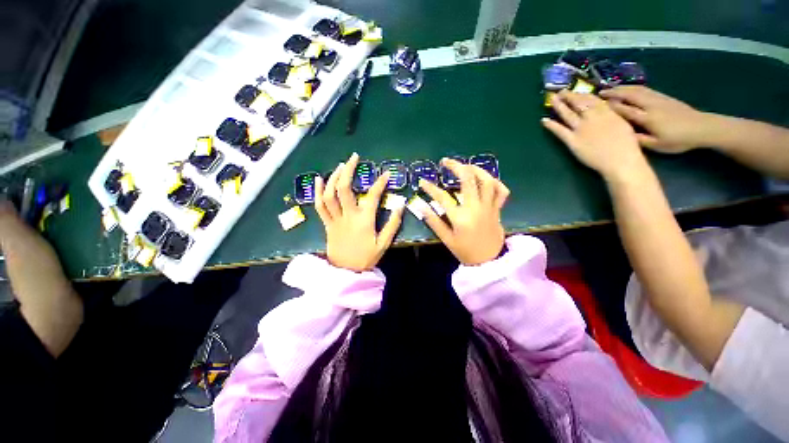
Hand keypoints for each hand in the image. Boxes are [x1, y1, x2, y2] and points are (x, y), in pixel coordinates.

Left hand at [315, 153, 403, 271]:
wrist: (346, 272)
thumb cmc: (366, 258)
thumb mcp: (384, 244)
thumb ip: (392, 224)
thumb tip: (400, 206)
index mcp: (364, 220)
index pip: (373, 196)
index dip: (380, 183)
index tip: (385, 174)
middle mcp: (348, 216)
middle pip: (344, 188)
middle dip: (348, 170)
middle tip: (354, 157)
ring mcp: (335, 219)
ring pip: (330, 194)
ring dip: (334, 177)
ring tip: (340, 166)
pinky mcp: (326, 223)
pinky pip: (319, 206)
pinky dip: (317, 192)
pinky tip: (319, 179)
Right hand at [418, 159, 508, 264]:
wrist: (489, 262)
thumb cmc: (465, 251)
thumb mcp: (446, 238)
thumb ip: (433, 221)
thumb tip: (420, 206)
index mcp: (460, 217)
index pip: (442, 197)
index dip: (430, 187)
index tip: (422, 181)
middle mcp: (476, 208)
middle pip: (467, 179)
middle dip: (455, 166)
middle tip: (445, 162)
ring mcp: (489, 207)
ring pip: (487, 181)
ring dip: (476, 169)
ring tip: (465, 166)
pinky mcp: (498, 209)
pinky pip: (502, 191)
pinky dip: (495, 182)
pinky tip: (486, 180)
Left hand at [542, 90, 647, 180]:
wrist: (620, 160)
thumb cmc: (627, 145)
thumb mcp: (623, 124)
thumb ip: (612, 116)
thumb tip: (606, 109)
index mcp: (607, 113)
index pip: (592, 100)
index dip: (582, 94)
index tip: (576, 91)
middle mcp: (592, 118)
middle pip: (578, 103)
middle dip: (569, 96)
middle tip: (560, 91)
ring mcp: (581, 129)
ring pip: (568, 114)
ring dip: (559, 105)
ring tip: (551, 99)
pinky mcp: (572, 141)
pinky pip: (560, 131)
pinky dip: (551, 125)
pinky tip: (544, 120)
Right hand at [601, 86, 710, 152]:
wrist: (703, 128)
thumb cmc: (679, 140)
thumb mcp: (657, 145)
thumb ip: (639, 139)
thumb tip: (622, 135)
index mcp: (648, 118)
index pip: (625, 110)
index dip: (611, 106)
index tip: (597, 105)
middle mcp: (651, 105)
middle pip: (630, 95)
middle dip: (614, 93)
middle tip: (600, 93)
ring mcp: (659, 99)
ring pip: (638, 90)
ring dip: (623, 88)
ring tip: (610, 88)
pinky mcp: (664, 97)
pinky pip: (645, 90)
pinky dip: (634, 88)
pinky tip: (628, 88)